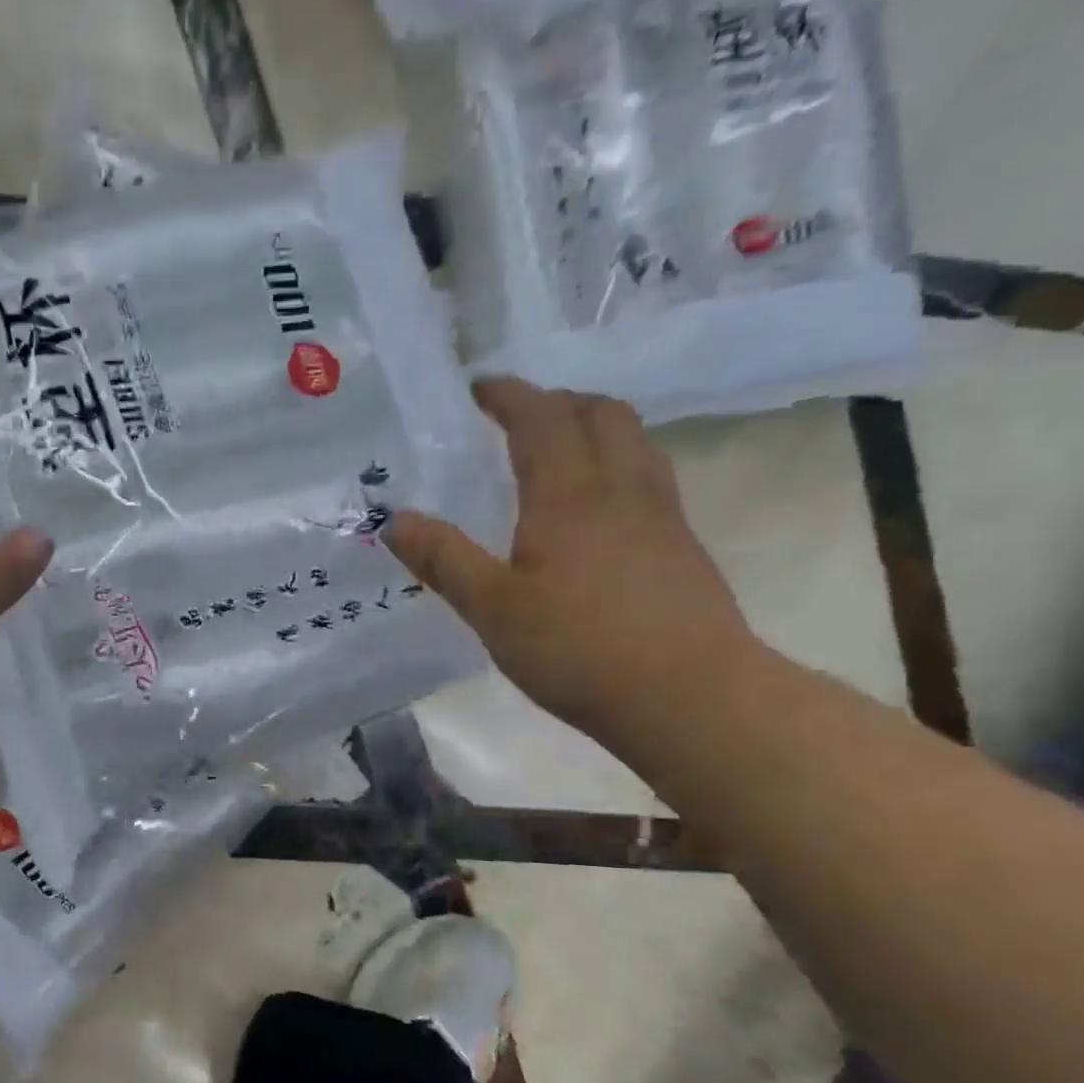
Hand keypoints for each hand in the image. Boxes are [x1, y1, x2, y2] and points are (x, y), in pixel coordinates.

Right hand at [387, 378, 756, 752]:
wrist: (689, 695)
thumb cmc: (578, 649)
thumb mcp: (492, 609)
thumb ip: (444, 560)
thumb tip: (394, 519)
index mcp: (569, 495)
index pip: (541, 419)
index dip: (510, 396)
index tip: (479, 388)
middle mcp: (621, 488)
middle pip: (599, 414)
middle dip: (556, 401)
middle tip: (517, 416)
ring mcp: (661, 515)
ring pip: (632, 441)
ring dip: (593, 426)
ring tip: (557, 449)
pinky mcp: (681, 546)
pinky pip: (646, 476)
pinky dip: (614, 463)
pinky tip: (595, 507)